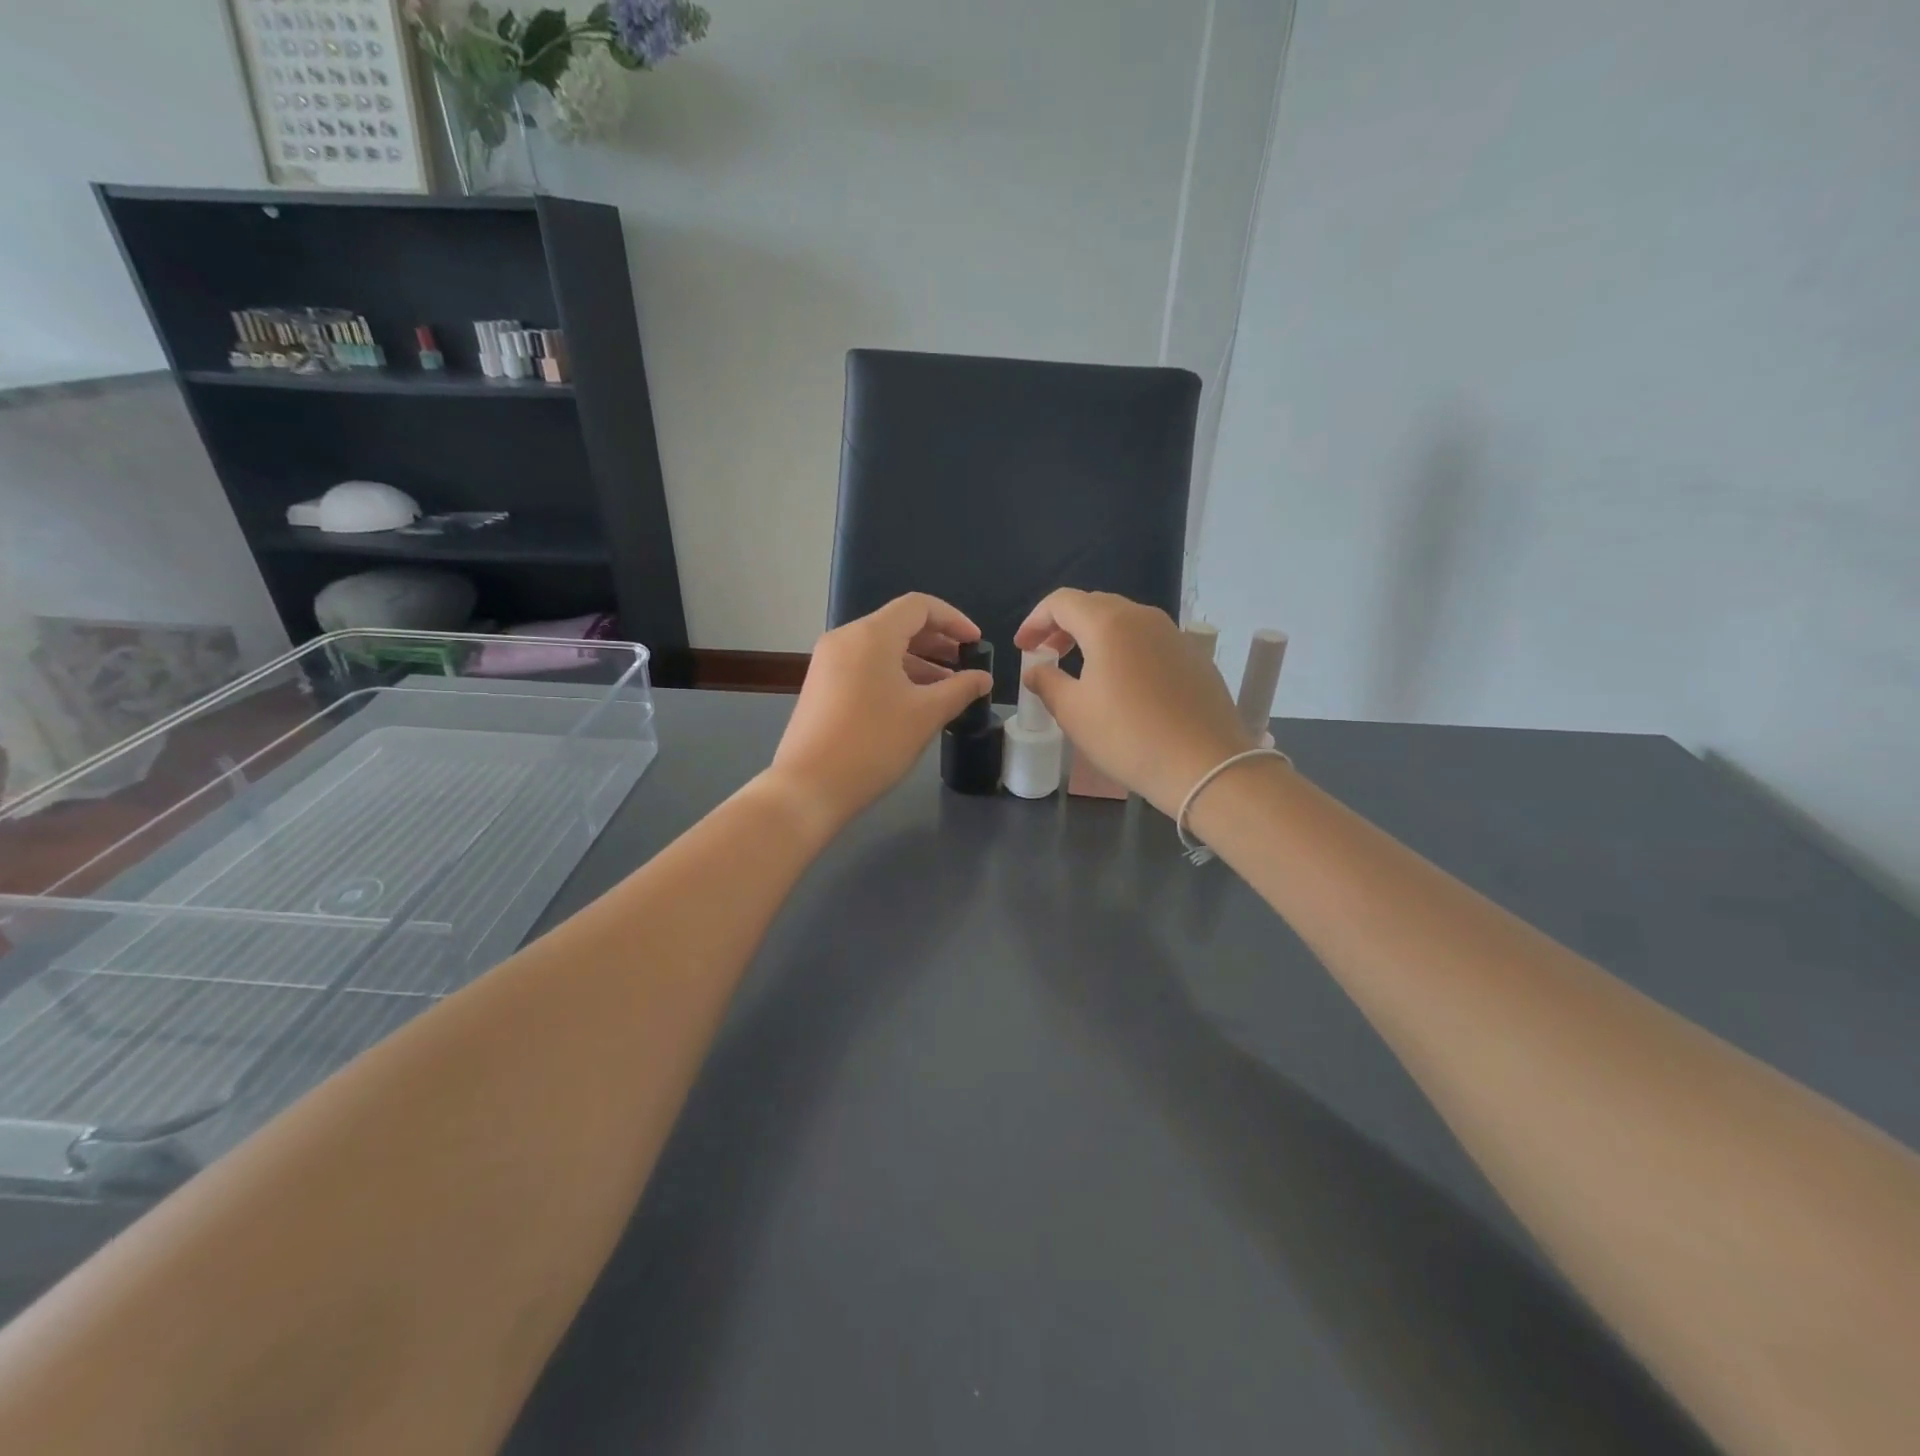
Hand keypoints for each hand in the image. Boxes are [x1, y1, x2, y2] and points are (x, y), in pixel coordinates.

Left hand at [765, 593, 992, 832]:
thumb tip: (983, 678)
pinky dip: (894, 674)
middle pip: (898, 624)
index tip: (976, 643)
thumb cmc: (873, 744)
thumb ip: (960, 689)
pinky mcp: (821, 685)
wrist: (808, 787)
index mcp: (870, 635)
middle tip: (965, 664)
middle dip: (937, 641)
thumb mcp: (926, 715)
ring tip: (947, 687)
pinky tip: (913, 701)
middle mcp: (845, 638)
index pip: (919, 606)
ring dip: (917, 661)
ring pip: (881, 647)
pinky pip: (865, 666)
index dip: (954, 619)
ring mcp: (828, 662)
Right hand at [1015, 589, 1253, 816]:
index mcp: (1108, 623)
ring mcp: (1173, 635)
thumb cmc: (1128, 736)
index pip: (1062, 602)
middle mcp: (1143, 617)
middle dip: (1063, 625)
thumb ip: (1047, 683)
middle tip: (1047, 653)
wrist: (1205, 764)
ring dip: (1095, 637)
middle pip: (1094, 606)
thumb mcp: (1074, 713)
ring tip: (1081, 668)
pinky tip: (1122, 684)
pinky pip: (1148, 641)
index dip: (1035, 620)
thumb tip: (1036, 670)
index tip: (1022, 647)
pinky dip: (1124, 650)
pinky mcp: (1193, 657)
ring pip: (1124, 622)